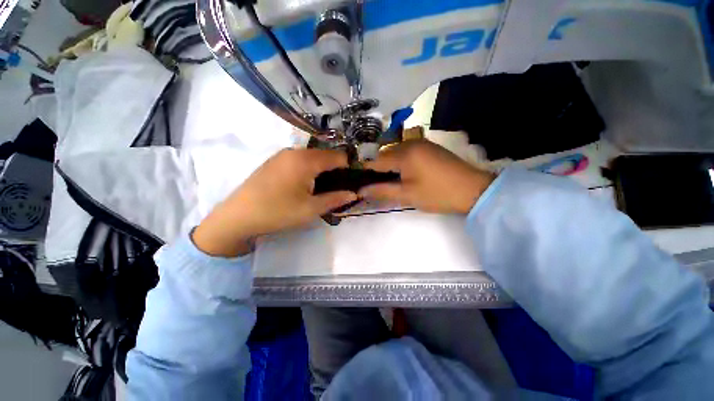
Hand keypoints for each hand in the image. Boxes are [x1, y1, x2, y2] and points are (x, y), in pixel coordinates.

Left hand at [193, 149, 356, 256]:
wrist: (237, 217)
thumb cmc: (278, 212)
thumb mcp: (311, 209)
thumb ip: (335, 199)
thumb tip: (354, 193)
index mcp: (306, 160)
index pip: (338, 157)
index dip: (349, 167)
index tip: (354, 181)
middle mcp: (294, 151)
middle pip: (325, 156)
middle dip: (336, 170)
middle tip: (339, 188)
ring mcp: (282, 155)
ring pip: (312, 158)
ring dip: (322, 170)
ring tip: (324, 188)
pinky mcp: (274, 162)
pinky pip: (299, 161)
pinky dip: (309, 170)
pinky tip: (306, 185)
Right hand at [359, 140, 494, 213]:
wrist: (474, 190)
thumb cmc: (437, 194)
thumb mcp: (407, 195)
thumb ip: (382, 191)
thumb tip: (361, 191)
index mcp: (404, 153)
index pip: (376, 160)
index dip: (365, 171)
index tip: (358, 181)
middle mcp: (411, 143)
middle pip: (385, 154)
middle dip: (377, 169)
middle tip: (374, 185)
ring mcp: (422, 143)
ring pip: (396, 152)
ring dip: (389, 165)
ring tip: (387, 181)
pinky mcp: (429, 147)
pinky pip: (407, 152)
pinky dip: (400, 162)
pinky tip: (402, 173)